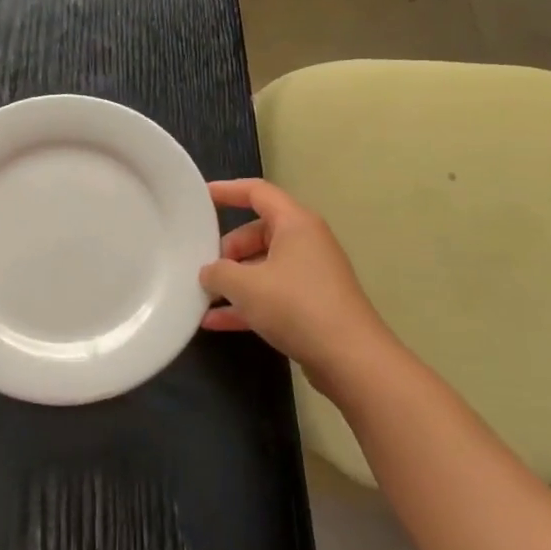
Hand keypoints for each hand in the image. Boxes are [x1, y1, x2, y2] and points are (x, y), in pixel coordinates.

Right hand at [200, 179, 399, 402]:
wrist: (350, 358)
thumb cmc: (296, 306)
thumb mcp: (245, 286)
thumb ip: (218, 273)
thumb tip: (209, 272)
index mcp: (295, 224)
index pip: (258, 192)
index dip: (227, 191)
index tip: (200, 198)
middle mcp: (306, 243)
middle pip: (258, 233)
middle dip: (227, 250)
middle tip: (203, 268)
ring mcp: (311, 275)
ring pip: (263, 267)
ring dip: (234, 281)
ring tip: (203, 296)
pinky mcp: (312, 304)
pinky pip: (271, 294)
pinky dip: (247, 304)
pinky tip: (215, 322)